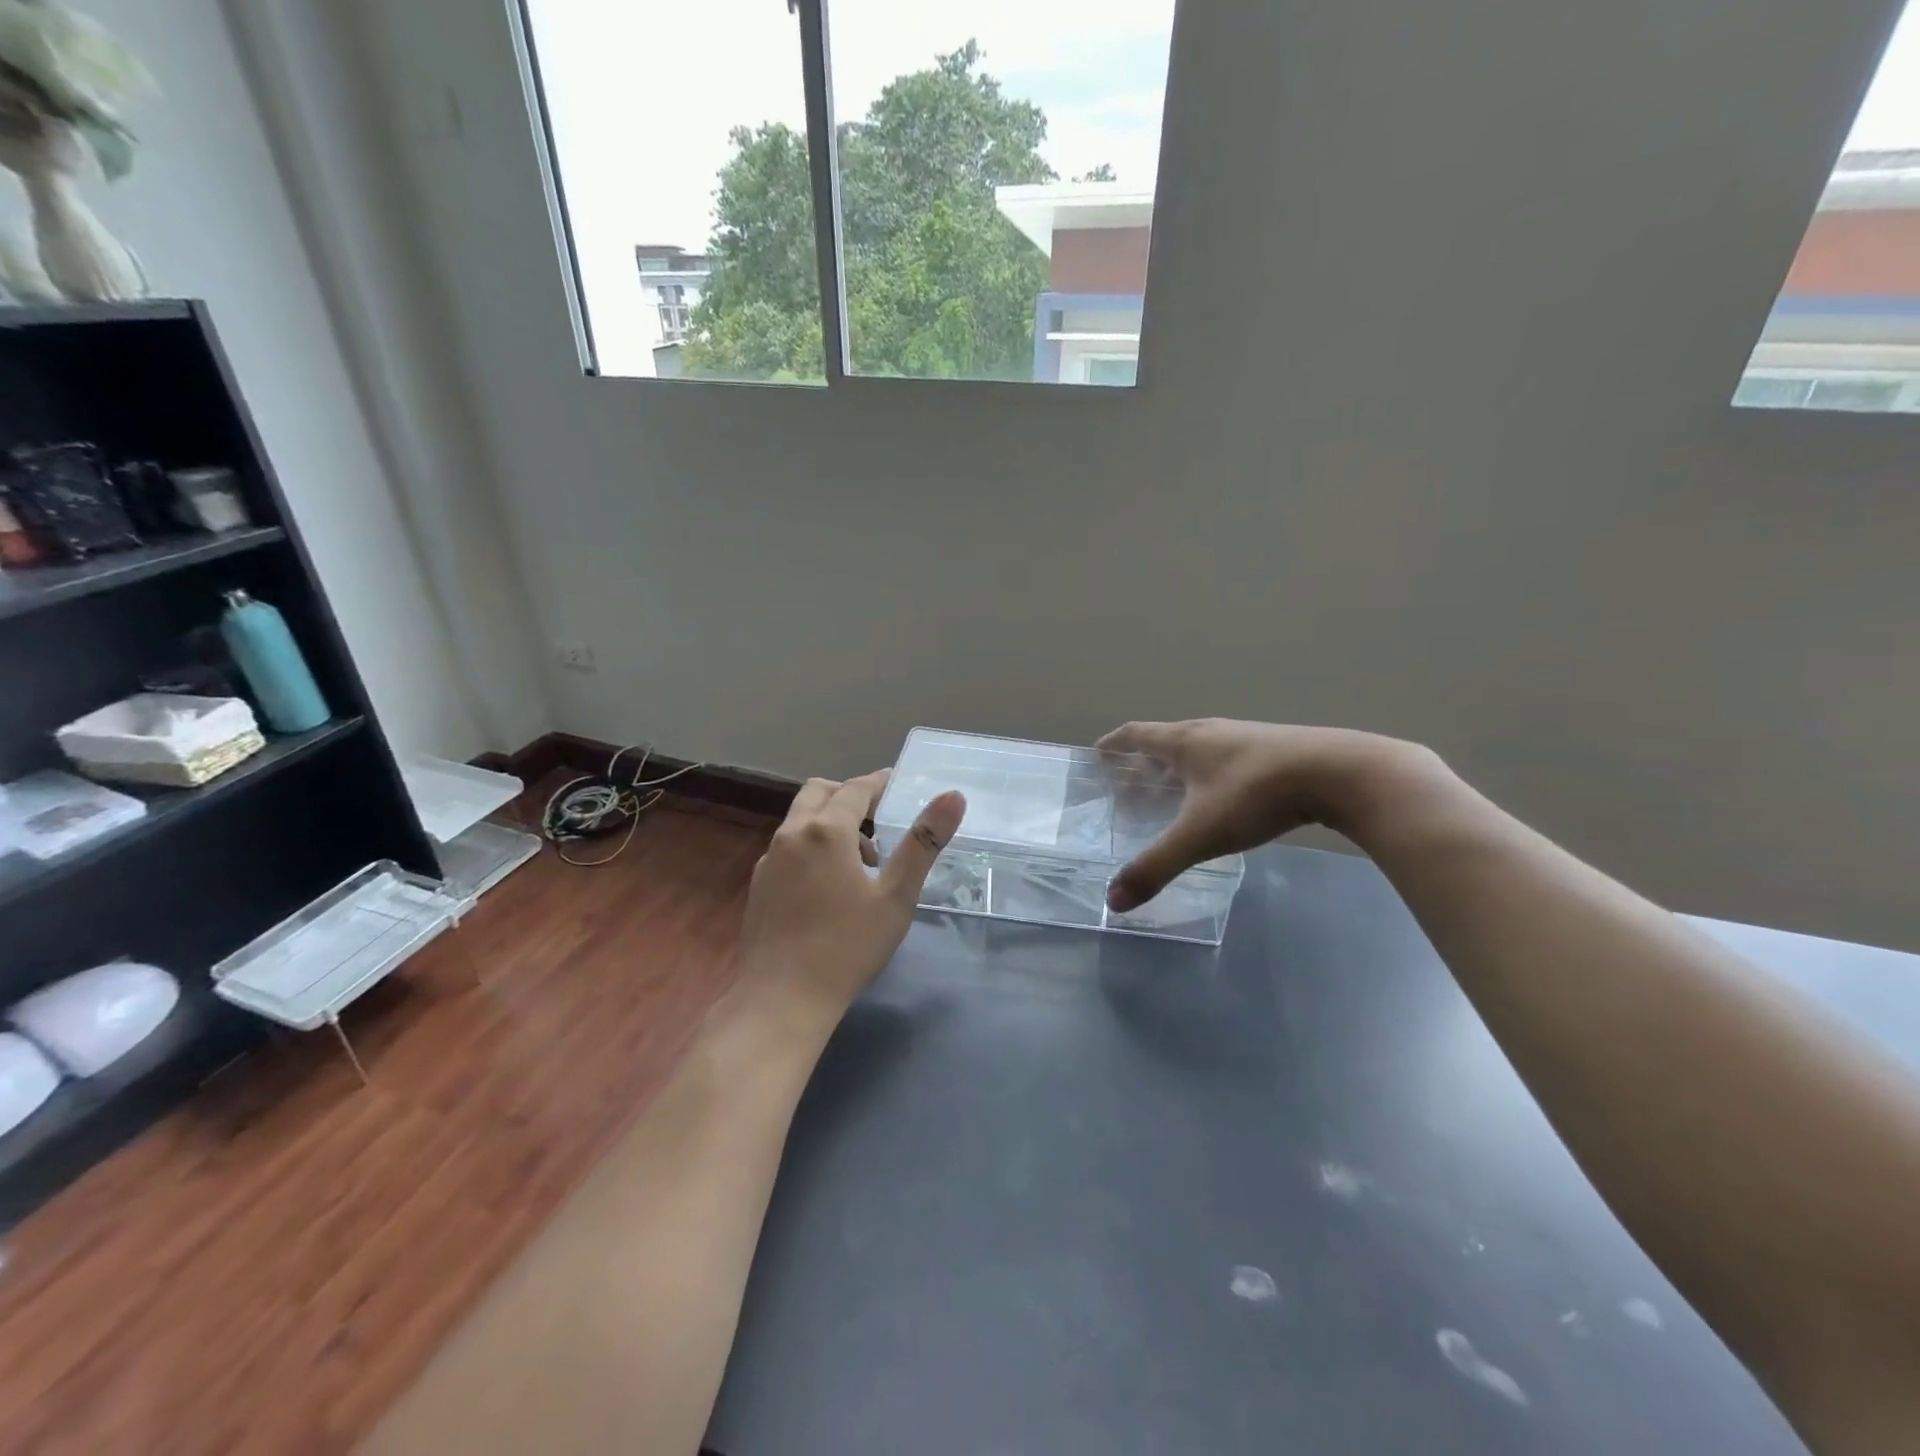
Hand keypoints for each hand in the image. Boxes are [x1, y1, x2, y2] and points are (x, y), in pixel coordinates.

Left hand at [735, 771, 966, 1031]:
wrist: (781, 1000)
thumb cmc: (847, 947)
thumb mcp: (896, 896)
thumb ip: (923, 843)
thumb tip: (953, 796)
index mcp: (825, 831)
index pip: (855, 789)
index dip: (880, 782)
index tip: (899, 783)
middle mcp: (790, 835)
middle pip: (819, 792)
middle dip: (850, 795)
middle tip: (879, 817)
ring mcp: (768, 860)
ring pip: (800, 820)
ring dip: (830, 821)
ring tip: (863, 859)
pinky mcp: (758, 885)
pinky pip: (788, 846)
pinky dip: (811, 845)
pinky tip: (829, 884)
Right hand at [1098, 719, 1437, 910]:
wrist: (1341, 773)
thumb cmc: (1257, 794)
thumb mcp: (1201, 834)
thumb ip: (1156, 866)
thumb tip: (1113, 900)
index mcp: (1186, 741)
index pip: (1137, 734)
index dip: (1114, 744)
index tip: (1097, 753)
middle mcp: (1212, 732)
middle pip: (1166, 741)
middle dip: (1142, 761)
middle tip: (1128, 785)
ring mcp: (1246, 738)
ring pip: (1200, 750)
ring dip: (1177, 768)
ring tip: (1169, 794)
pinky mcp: (1275, 751)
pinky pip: (1226, 759)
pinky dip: (1208, 776)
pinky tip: (1220, 801)